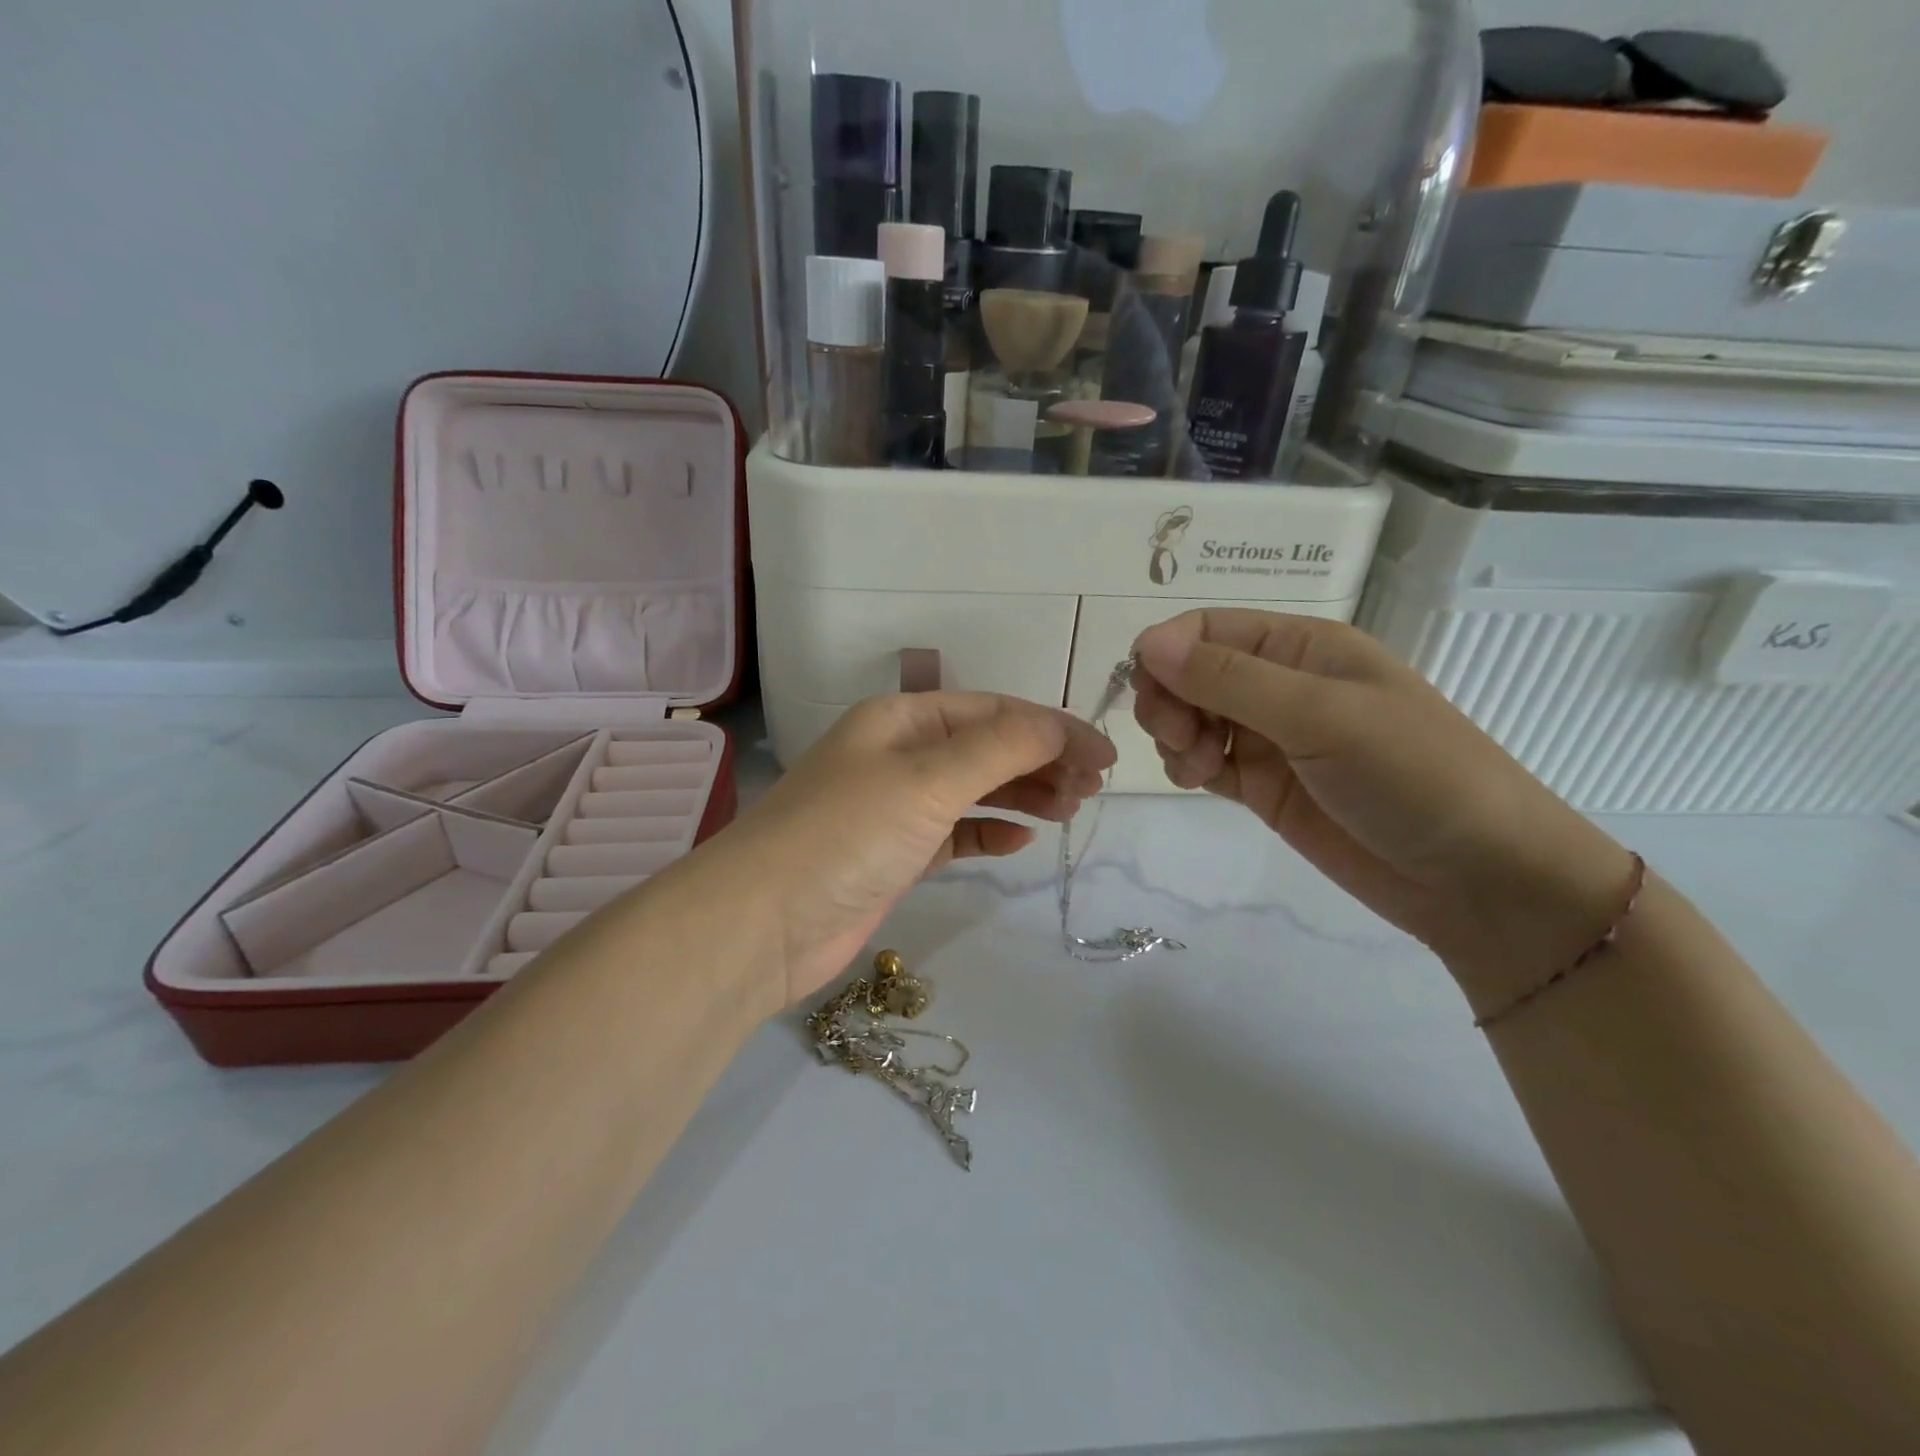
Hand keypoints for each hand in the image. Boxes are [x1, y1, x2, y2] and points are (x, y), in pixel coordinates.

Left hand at [710, 693, 1114, 1004]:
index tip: (1103, 754)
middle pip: (986, 747)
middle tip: (1093, 788)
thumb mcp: (927, 779)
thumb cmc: (847, 833)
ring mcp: (895, 807)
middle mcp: (898, 755)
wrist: (765, 923)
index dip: (1052, 727)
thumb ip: (999, 748)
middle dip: (1041, 760)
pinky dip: (988, 830)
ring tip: (1070, 809)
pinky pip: (954, 832)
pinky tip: (1021, 838)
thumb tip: (1060, 726)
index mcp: (901, 719)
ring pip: (974, 789)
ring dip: (1023, 794)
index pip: (992, 711)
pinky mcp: (895, 855)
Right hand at [1133, 611, 1636, 996]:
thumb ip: (1230, 679)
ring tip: (1197, 768)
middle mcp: (1279, 683)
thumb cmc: (1413, 776)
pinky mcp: (1263, 785)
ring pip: (1188, 717)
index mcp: (1301, 646)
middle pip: (1188, 672)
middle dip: (1167, 699)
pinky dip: (1185, 765)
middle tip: (1179, 738)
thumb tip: (1146, 642)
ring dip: (1174, 736)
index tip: (1152, 694)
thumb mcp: (1322, 716)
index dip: (1166, 653)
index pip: (1205, 628)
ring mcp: (1270, 737)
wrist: (1478, 879)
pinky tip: (1197, 781)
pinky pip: (1202, 760)